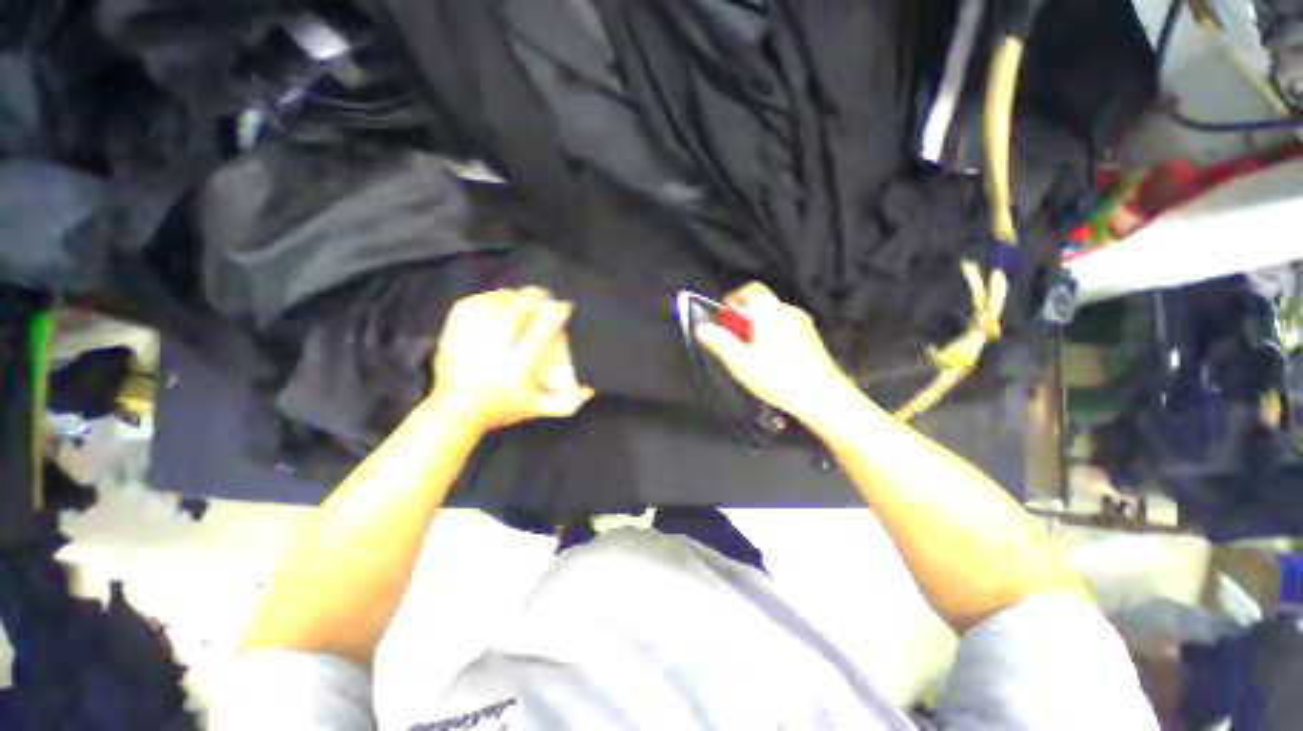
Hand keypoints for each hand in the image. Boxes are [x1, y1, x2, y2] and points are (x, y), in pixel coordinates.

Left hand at [429, 287, 594, 432]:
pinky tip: (495, 298)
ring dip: (509, 296)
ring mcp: (467, 342)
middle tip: (542, 294)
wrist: (455, 412)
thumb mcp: (537, 408)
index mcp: (515, 369)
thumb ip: (567, 402)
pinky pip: (468, 306)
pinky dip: (485, 298)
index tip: (563, 306)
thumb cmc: (502, 408)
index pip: (539, 333)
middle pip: (513, 314)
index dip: (553, 315)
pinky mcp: (450, 335)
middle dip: (531, 298)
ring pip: (491, 306)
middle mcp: (490, 352)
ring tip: (520, 296)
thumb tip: (591, 391)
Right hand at [694, 282, 852, 421]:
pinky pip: (785, 327)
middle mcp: (788, 312)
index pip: (751, 289)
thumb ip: (720, 342)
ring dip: (758, 329)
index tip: (725, 321)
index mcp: (770, 312)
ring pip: (773, 317)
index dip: (734, 300)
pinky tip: (772, 361)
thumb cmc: (778, 377)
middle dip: (744, 319)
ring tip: (752, 355)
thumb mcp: (741, 363)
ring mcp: (803, 324)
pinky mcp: (812, 338)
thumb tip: (701, 327)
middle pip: (761, 304)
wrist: (823, 396)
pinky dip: (773, 336)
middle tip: (735, 342)